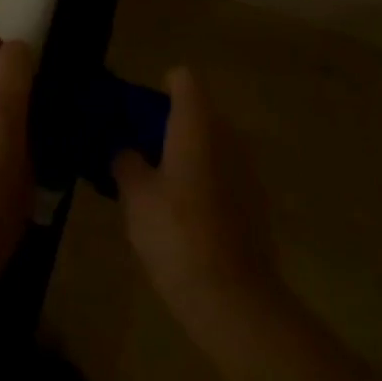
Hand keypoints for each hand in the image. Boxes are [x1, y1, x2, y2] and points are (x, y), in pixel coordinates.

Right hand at [113, 67, 281, 341]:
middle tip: (140, 154)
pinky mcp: (256, 202)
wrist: (234, 301)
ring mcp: (246, 168)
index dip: (160, 90)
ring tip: (159, 190)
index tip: (139, 117)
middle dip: (170, 126)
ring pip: (211, 144)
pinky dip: (205, 183)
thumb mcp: (135, 196)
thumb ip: (126, 162)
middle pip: (197, 111)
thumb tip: (126, 149)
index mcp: (197, 123)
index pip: (183, 79)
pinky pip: (224, 174)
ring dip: (188, 156)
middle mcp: (227, 134)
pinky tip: (186, 219)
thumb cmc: (177, 234)